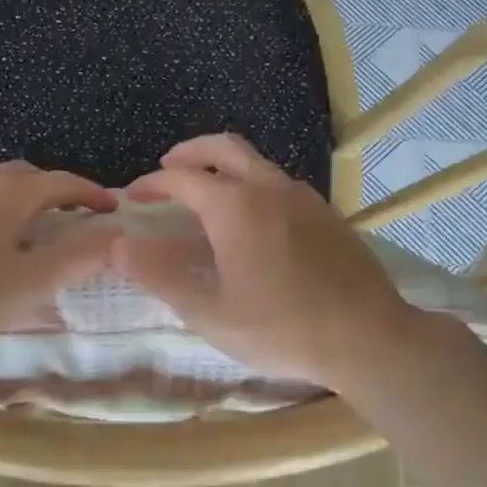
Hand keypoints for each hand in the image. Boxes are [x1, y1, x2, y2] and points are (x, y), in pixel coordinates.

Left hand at [0, 161, 119, 351]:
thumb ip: (79, 257)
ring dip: (9, 198)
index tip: (110, 209)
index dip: (92, 193)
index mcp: (9, 194)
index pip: (63, 182)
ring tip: (14, 226)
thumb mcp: (31, 284)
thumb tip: (116, 233)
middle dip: (50, 191)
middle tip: (64, 216)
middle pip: (23, 176)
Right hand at [121, 135, 421, 390]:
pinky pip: (280, 184)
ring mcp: (304, 198)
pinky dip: (252, 184)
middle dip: (190, 152)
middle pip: (224, 148)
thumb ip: (159, 275)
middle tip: (168, 168)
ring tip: (206, 194)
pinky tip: (252, 219)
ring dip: (224, 167)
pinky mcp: (327, 214)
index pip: (182, 178)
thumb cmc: (281, 328)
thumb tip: (118, 245)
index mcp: (235, 207)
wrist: (368, 338)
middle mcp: (269, 188)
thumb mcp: (209, 311)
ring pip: (256, 163)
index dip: (152, 184)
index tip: (134, 196)